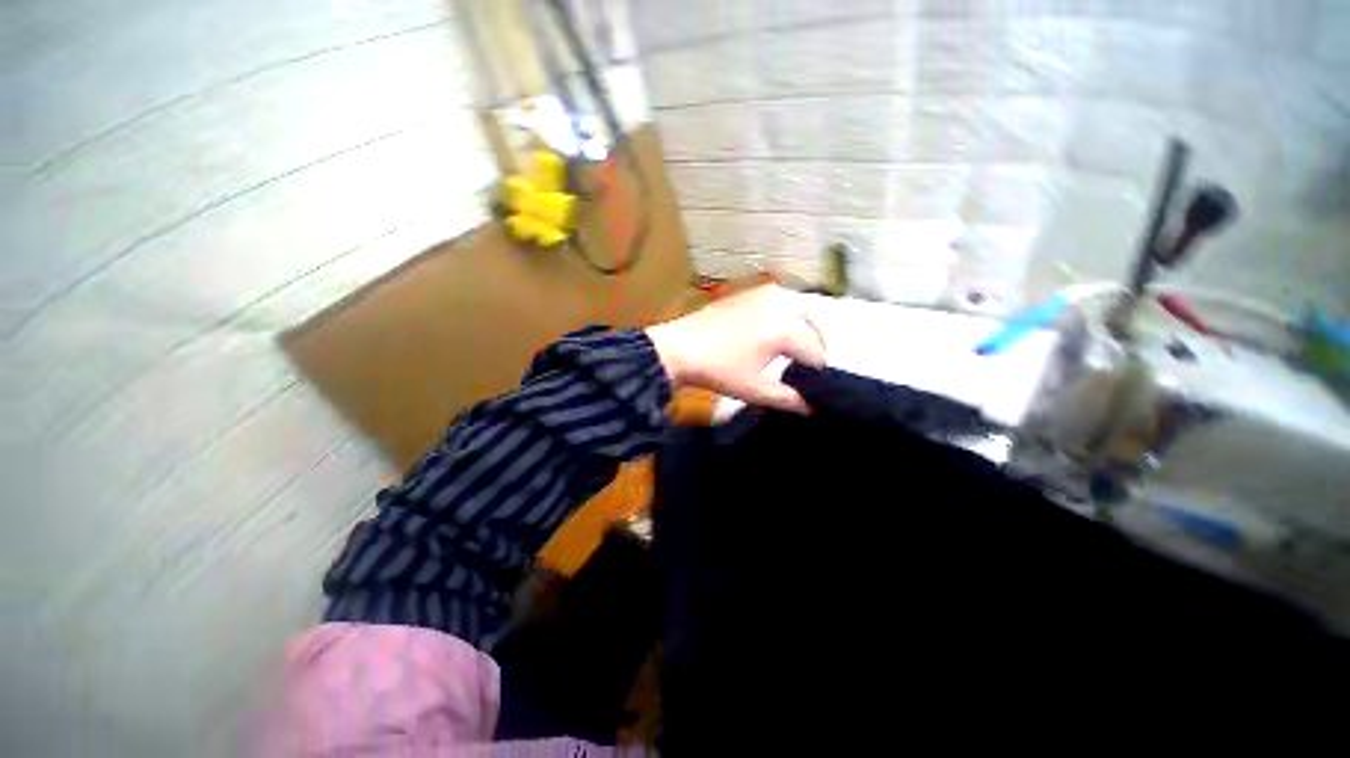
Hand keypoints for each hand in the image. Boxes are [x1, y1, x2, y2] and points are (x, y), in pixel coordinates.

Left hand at [646, 285, 825, 413]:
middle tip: (797, 373)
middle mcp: (781, 303)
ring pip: (796, 317)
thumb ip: (790, 400)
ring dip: (797, 336)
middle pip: (811, 331)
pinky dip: (781, 322)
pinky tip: (768, 338)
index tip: (808, 389)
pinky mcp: (749, 293)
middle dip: (809, 353)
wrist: (676, 349)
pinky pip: (778, 307)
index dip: (816, 375)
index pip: (817, 353)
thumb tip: (813, 407)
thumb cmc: (717, 371)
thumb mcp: (755, 390)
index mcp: (786, 328)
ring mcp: (763, 294)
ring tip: (784, 357)